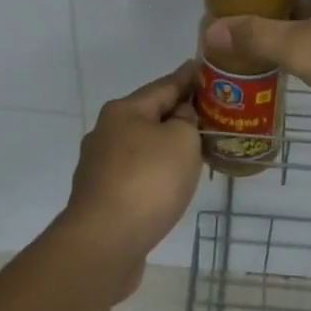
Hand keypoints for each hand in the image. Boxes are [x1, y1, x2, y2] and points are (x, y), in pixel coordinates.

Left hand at [58, 62, 202, 298]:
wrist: (105, 242)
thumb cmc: (148, 181)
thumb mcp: (181, 140)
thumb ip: (187, 120)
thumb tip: (179, 118)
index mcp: (123, 110)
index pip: (164, 85)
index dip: (188, 77)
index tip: (203, 67)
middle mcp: (106, 132)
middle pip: (150, 115)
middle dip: (178, 114)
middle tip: (209, 113)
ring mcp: (100, 166)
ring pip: (142, 146)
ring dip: (167, 146)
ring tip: (196, 149)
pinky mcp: (102, 196)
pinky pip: (137, 173)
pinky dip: (156, 171)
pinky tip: (172, 182)